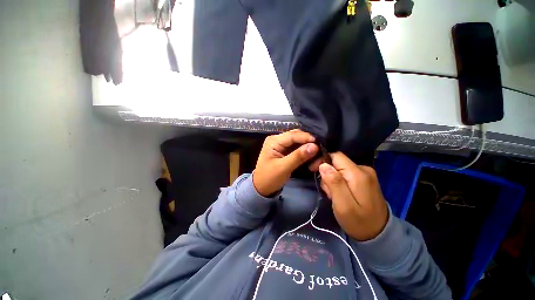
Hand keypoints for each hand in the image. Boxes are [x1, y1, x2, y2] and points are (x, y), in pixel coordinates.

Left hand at [253, 129, 318, 196]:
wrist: (262, 188)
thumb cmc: (269, 178)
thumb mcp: (283, 167)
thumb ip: (298, 156)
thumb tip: (315, 146)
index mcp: (273, 141)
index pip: (292, 135)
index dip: (306, 137)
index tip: (319, 142)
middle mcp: (277, 139)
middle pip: (296, 136)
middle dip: (307, 141)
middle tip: (320, 147)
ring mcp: (281, 145)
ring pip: (297, 141)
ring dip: (307, 145)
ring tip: (317, 151)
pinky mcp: (284, 151)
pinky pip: (296, 147)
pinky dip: (304, 150)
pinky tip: (311, 154)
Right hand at [313, 152, 387, 240]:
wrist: (378, 234)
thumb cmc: (358, 221)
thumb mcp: (343, 205)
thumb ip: (334, 183)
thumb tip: (323, 165)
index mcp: (358, 174)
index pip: (336, 156)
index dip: (322, 161)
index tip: (313, 171)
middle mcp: (363, 169)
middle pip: (337, 162)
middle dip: (327, 173)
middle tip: (327, 191)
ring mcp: (365, 174)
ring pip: (340, 168)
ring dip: (332, 179)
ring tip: (333, 195)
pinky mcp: (364, 179)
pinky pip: (345, 174)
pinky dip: (338, 182)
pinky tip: (339, 194)